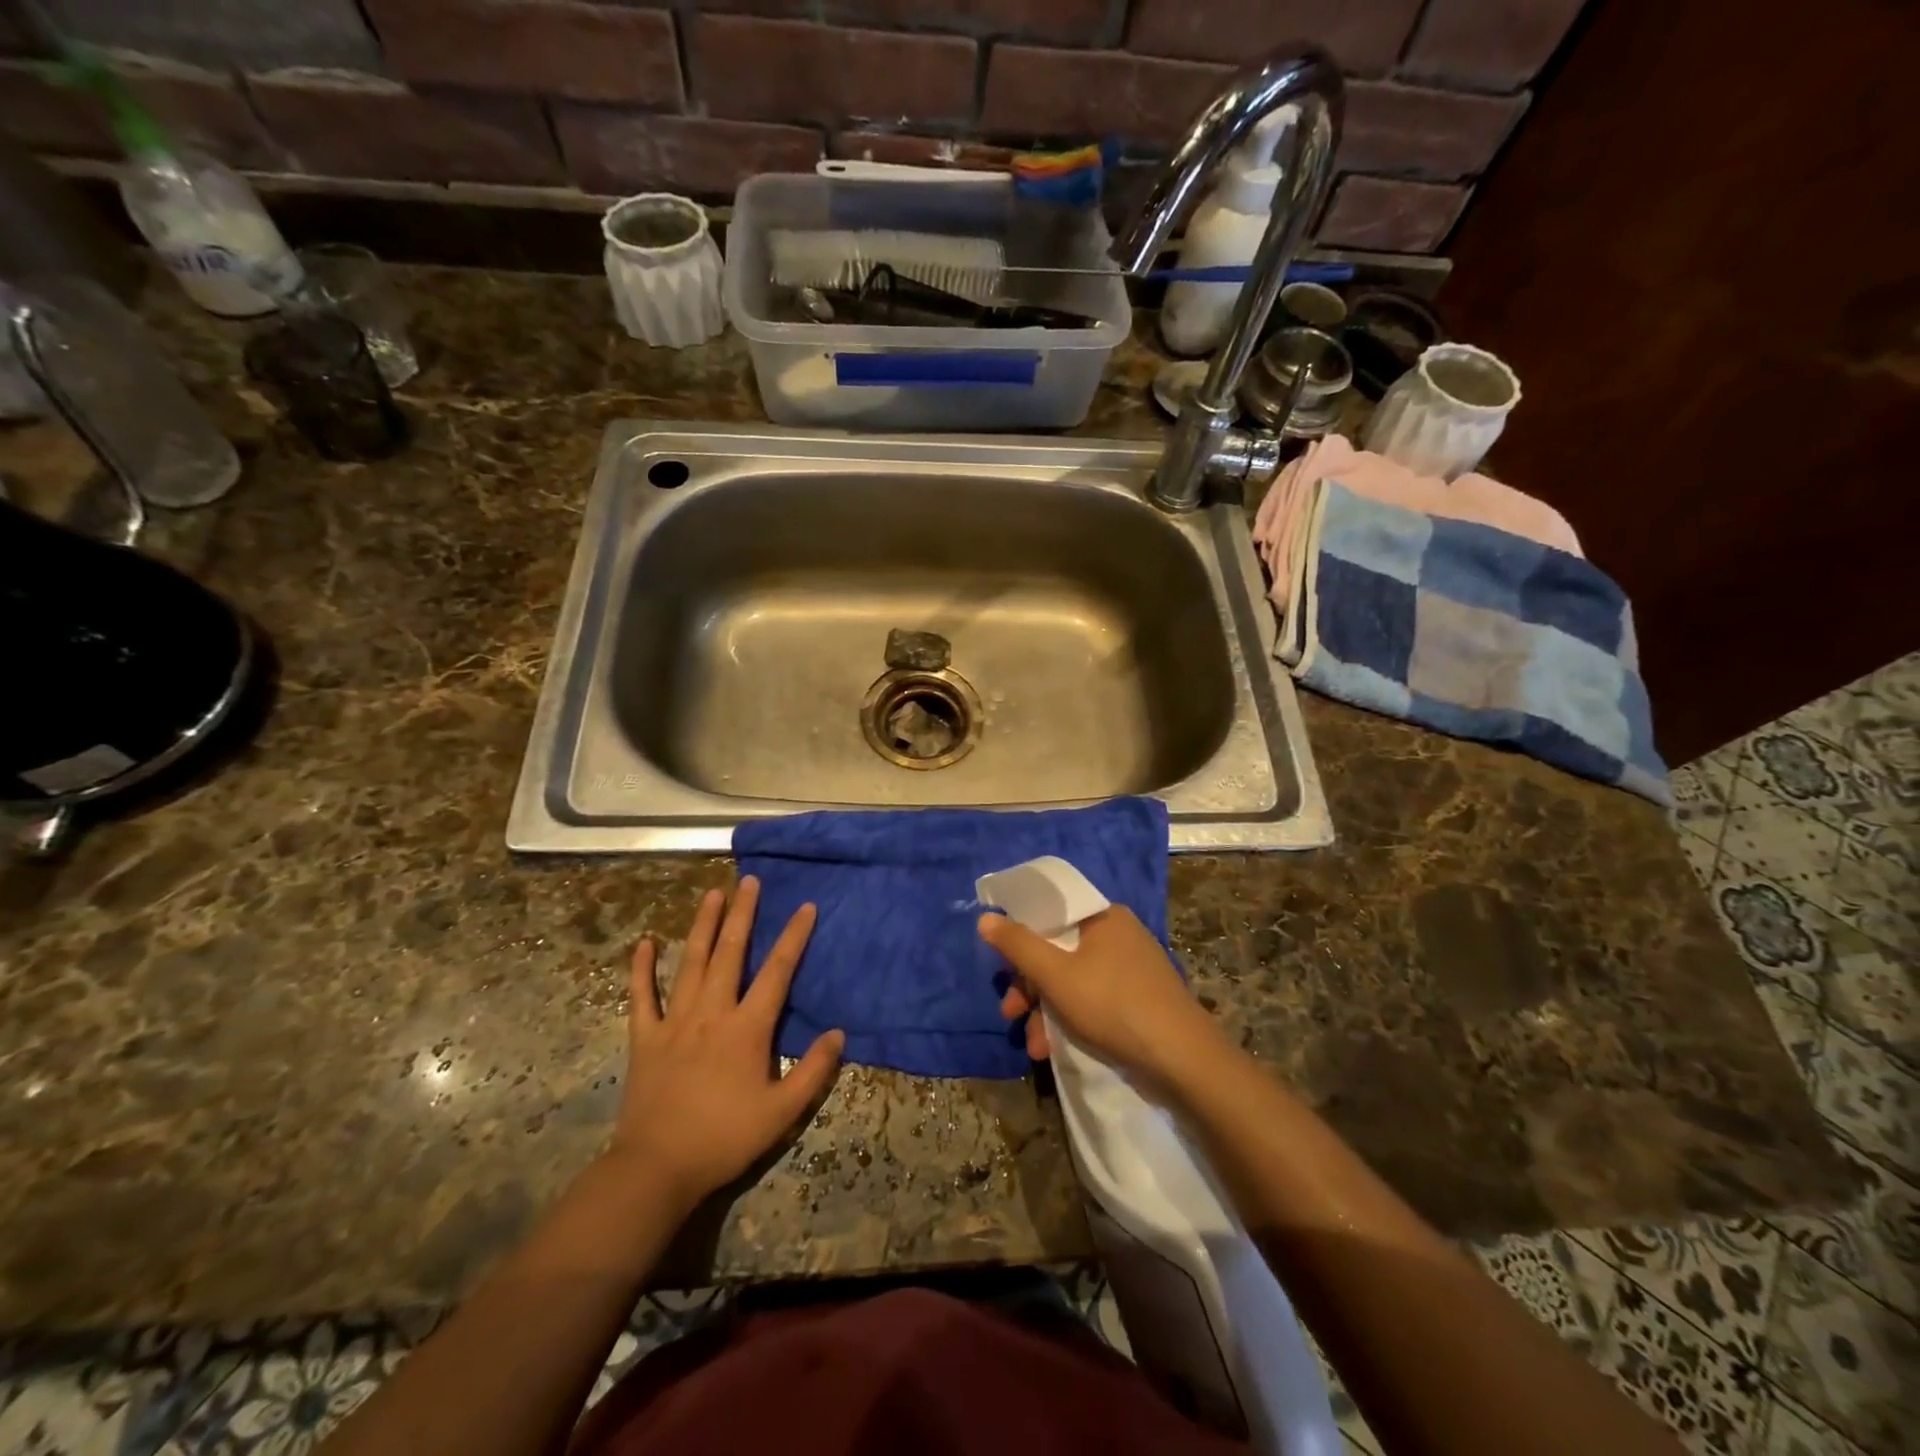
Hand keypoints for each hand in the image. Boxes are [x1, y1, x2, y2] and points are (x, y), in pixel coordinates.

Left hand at [607, 877, 843, 1208]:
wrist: (657, 1168)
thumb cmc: (724, 1138)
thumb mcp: (781, 1112)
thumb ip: (814, 1071)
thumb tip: (838, 1033)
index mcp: (747, 1028)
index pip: (777, 971)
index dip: (794, 936)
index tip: (806, 906)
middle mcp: (712, 1012)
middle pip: (730, 953)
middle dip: (742, 914)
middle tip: (749, 880)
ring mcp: (675, 1021)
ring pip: (691, 962)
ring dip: (702, 925)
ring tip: (711, 893)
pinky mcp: (645, 1038)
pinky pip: (642, 996)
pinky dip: (642, 968)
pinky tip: (646, 941)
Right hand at [980, 905, 1223, 1093]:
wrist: (1182, 1060)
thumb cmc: (1113, 1005)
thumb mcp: (1055, 974)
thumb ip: (1018, 945)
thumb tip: (985, 918)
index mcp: (1103, 916)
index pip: (1051, 911)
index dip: (1021, 934)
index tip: (1003, 965)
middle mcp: (1118, 934)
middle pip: (1058, 949)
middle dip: (1030, 985)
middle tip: (1010, 1012)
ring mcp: (1131, 968)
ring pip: (1073, 978)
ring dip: (1046, 1009)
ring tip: (1033, 1044)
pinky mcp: (1138, 999)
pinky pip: (1092, 998)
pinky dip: (1071, 1018)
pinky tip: (1054, 1048)